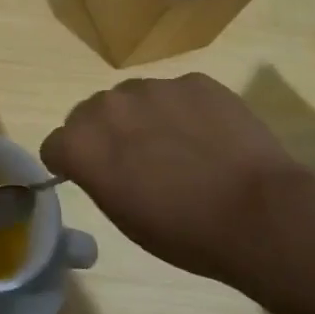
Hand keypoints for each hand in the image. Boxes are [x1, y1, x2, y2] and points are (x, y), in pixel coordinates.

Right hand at [41, 72, 314, 281]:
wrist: (259, 214)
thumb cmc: (185, 232)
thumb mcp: (123, 215)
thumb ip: (99, 176)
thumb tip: (100, 162)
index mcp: (82, 143)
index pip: (55, 144)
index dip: (70, 162)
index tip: (90, 176)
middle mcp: (108, 105)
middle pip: (91, 113)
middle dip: (106, 133)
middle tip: (137, 162)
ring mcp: (153, 87)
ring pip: (134, 98)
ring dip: (143, 118)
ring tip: (179, 147)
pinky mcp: (194, 81)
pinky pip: (177, 93)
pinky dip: (184, 111)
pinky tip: (210, 138)